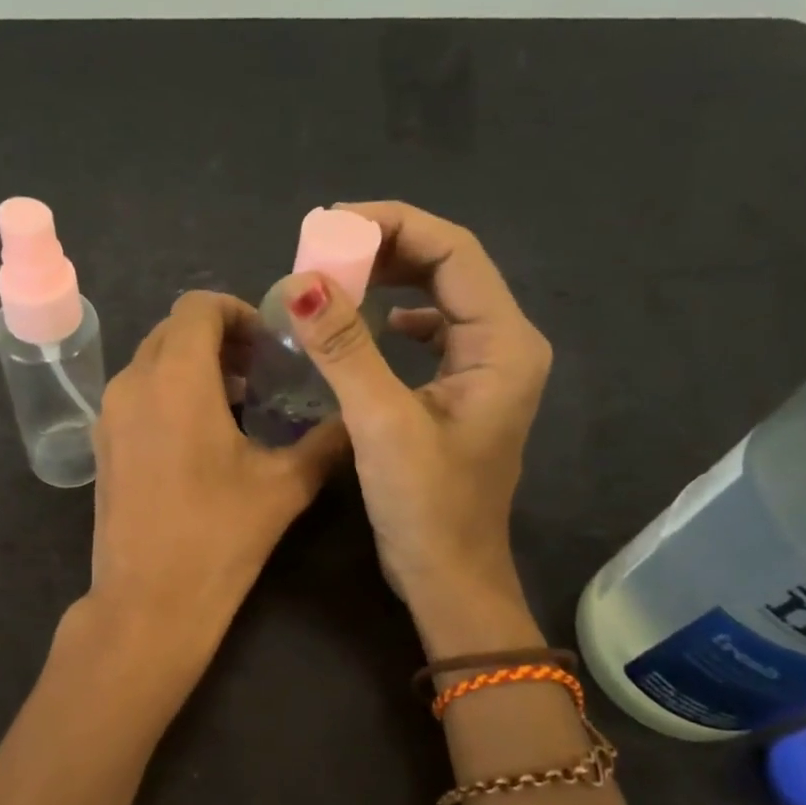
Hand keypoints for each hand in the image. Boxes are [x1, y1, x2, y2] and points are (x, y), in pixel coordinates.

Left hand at [86, 290, 346, 647]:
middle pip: (173, 329)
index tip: (269, 345)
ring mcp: (109, 414)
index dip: (238, 312)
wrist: (147, 603)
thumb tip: (358, 418)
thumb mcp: (284, 486)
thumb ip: (326, 441)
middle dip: (218, 338)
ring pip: (151, 361)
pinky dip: (168, 392)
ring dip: (192, 366)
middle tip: (260, 372)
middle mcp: (133, 383)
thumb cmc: (218, 537)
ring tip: (236, 403)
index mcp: (176, 378)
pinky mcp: (101, 444)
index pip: (199, 306)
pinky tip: (200, 436)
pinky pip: (136, 393)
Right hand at [279, 201, 552, 647]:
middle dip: (385, 249)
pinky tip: (371, 325)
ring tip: (335, 277)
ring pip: (437, 298)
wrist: (448, 579)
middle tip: (323, 249)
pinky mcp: (460, 394)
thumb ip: (345, 350)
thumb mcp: (382, 424)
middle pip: (448, 267)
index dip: (392, 226)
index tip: (330, 225)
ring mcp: (484, 371)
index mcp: (502, 344)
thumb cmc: (425, 508)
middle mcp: (503, 346)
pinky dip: (395, 318)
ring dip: (387, 279)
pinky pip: (431, 334)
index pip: (453, 251)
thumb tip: (303, 282)